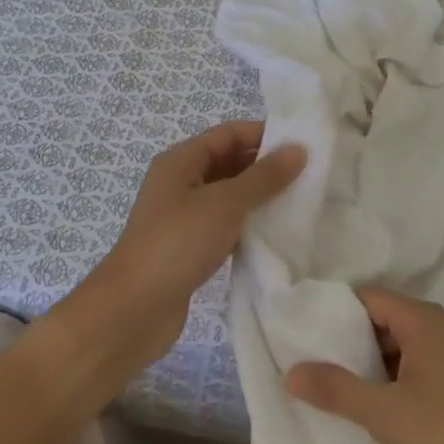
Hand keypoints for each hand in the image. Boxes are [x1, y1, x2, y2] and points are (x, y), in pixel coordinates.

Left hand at [54, 121, 305, 389]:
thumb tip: (298, 149)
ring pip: (229, 196)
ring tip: (301, 203)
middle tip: (310, 175)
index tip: (303, 145)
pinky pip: (225, 225)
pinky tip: (276, 234)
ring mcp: (184, 216)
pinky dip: (248, 225)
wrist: (134, 309)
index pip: (229, 133)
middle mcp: (181, 182)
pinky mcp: (190, 247)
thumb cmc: (178, 243)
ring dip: (260, 198)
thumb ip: (264, 177)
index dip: (264, 134)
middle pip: (230, 162)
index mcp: (182, 160)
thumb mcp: (225, 203)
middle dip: (266, 167)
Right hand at [285, 288, 443, 443]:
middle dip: (348, 341)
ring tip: (335, 386)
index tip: (305, 336)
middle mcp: (436, 325)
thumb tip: (290, 371)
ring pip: (397, 344)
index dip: (334, 313)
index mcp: (420, 319)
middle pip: (381, 319)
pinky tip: (374, 403)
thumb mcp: (384, 413)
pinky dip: (390, 376)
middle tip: (314, 364)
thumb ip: (336, 389)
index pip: (366, 298)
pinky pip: (413, 363)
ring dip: (369, 363)